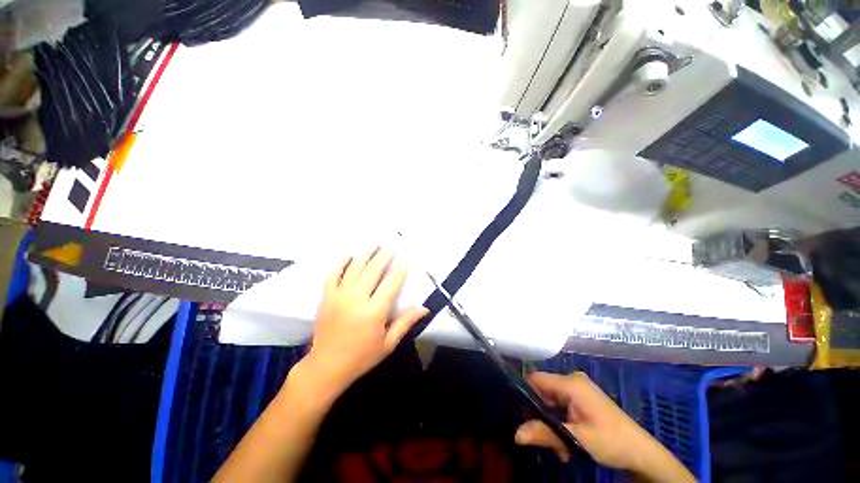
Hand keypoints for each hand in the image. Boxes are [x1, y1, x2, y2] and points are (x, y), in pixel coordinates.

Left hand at [304, 248, 428, 394]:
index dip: (400, 271)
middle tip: (392, 246)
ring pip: (354, 267)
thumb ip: (406, 323)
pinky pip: (333, 274)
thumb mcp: (388, 344)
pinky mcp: (327, 297)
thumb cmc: (361, 357)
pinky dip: (342, 263)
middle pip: (373, 270)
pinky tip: (350, 256)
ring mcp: (339, 296)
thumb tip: (425, 308)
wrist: (326, 366)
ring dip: (366, 254)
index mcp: (374, 312)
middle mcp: (356, 299)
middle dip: (384, 256)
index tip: (406, 261)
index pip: (391, 284)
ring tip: (375, 244)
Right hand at [514, 372, 693, 481]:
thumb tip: (516, 434)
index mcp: (570, 383)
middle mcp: (572, 380)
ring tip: (561, 449)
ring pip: (551, 402)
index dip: (525, 395)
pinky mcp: (582, 399)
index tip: (523, 418)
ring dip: (552, 425)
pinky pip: (561, 406)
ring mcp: (578, 389)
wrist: (642, 453)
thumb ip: (545, 433)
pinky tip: (568, 443)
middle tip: (548, 442)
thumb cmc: (611, 442)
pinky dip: (560, 424)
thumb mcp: (576, 440)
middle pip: (543, 393)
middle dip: (542, 418)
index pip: (535, 379)